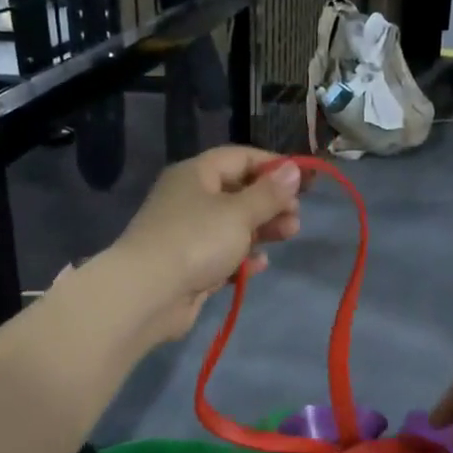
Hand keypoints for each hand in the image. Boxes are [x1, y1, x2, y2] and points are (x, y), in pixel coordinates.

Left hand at [108, 147, 302, 343]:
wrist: (147, 294)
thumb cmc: (197, 241)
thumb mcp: (240, 213)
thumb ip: (269, 193)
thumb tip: (293, 169)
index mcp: (196, 174)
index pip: (240, 158)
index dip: (273, 166)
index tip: (304, 181)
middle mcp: (190, 198)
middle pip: (238, 192)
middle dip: (271, 202)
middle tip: (297, 216)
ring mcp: (187, 233)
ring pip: (232, 224)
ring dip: (262, 229)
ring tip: (289, 235)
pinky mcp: (188, 265)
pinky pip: (222, 254)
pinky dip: (242, 256)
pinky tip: (260, 264)